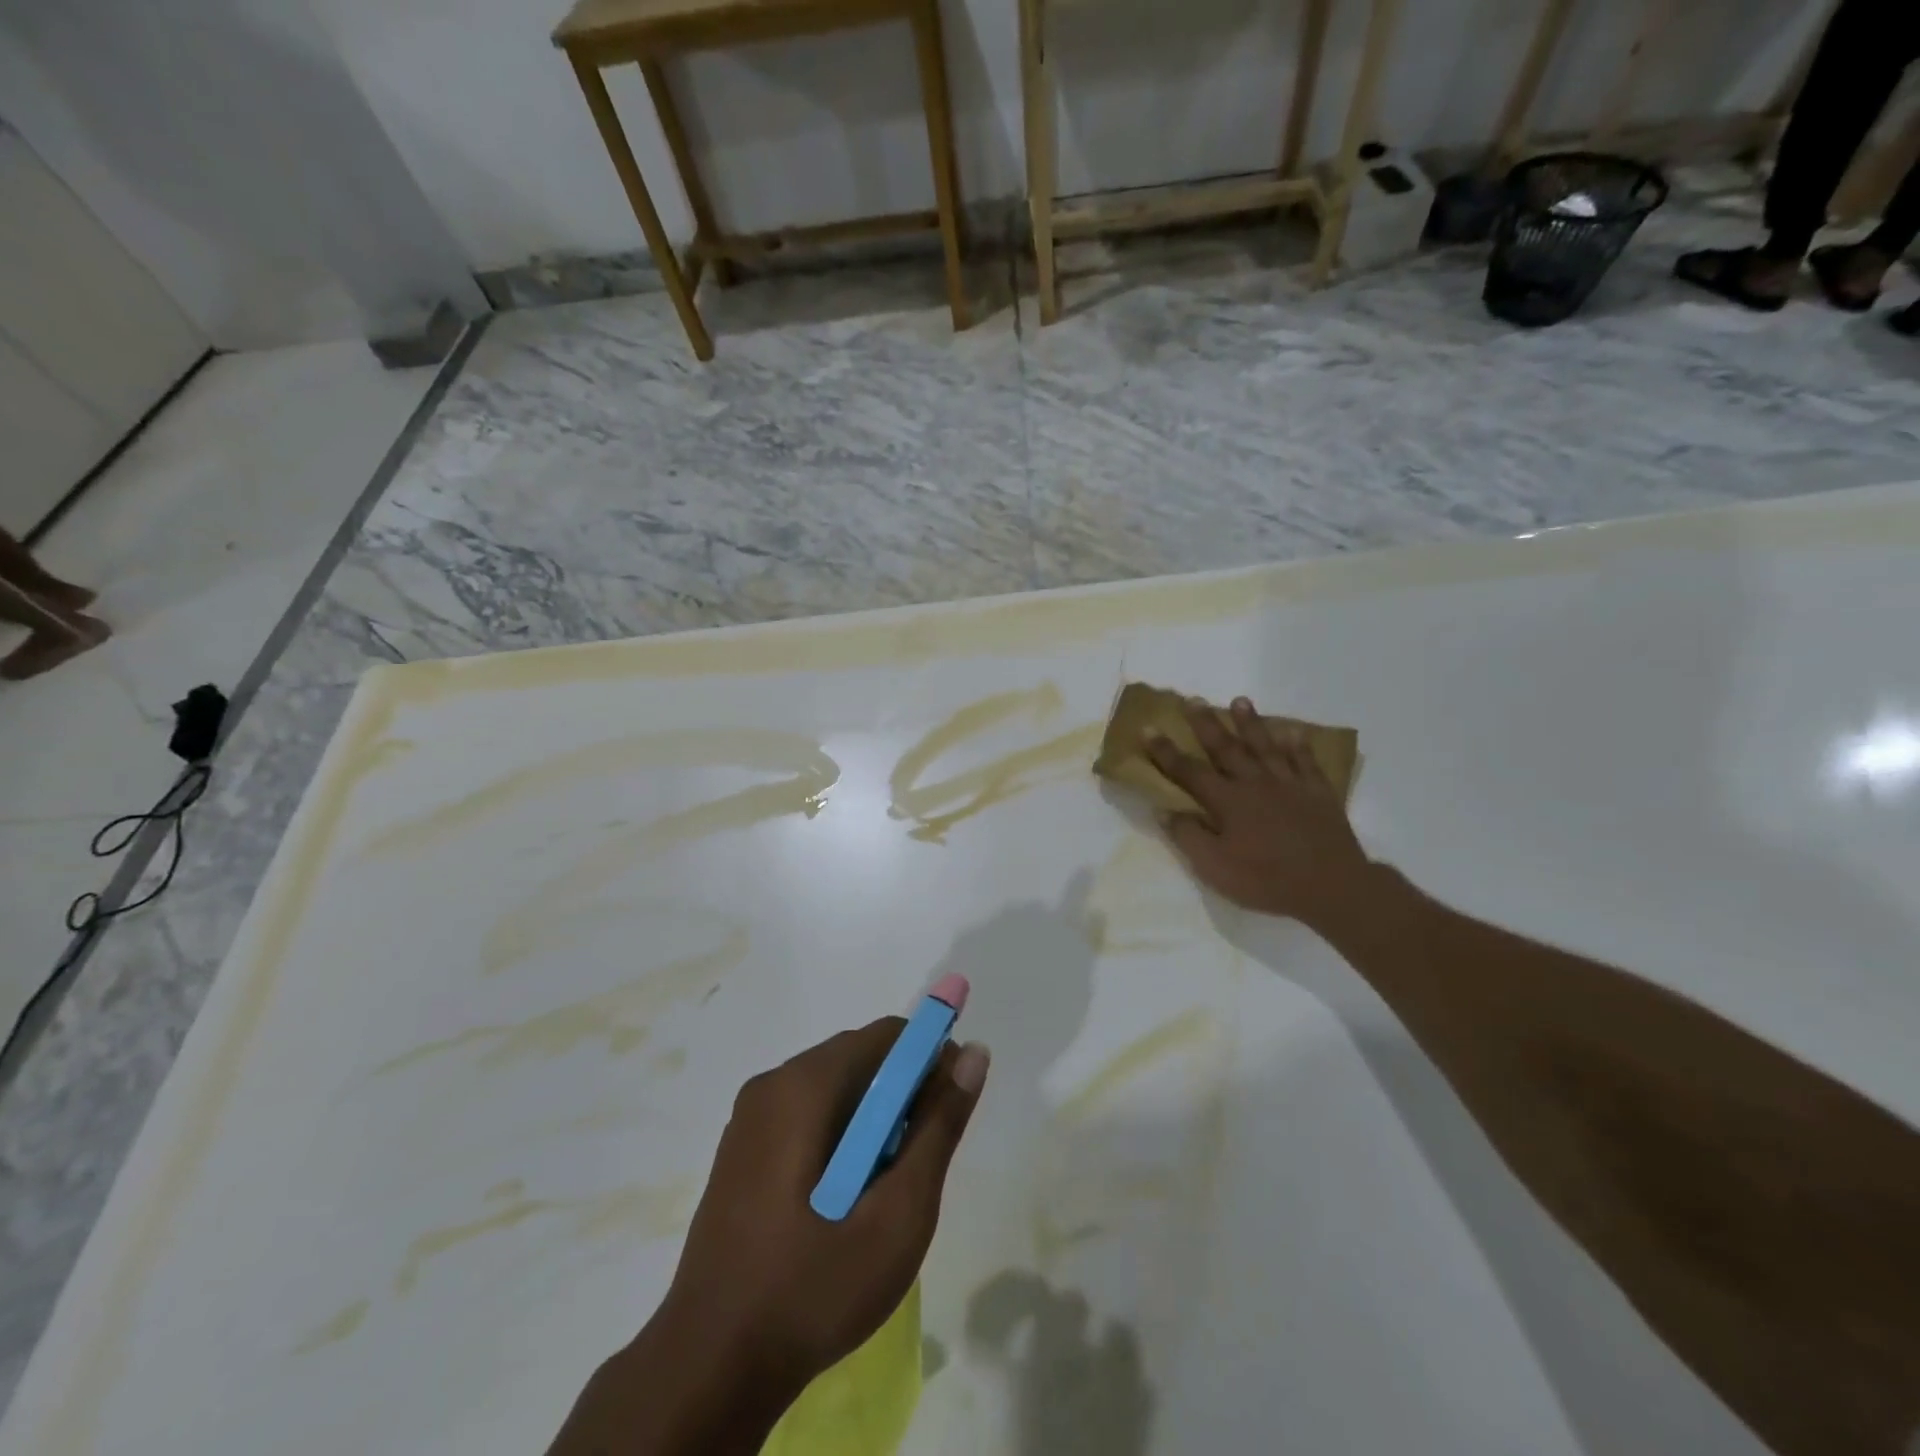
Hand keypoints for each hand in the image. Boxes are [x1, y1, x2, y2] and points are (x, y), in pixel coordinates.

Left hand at [665, 1020, 989, 1391]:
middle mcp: (772, 1083)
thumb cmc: (814, 1287)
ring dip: (871, 1118)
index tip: (950, 1109)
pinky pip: (805, 1114)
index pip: (887, 1036)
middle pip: (858, 1058)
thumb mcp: (898, 1213)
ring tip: (883, 1187)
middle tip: (919, 1161)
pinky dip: (839, 1134)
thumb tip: (973, 1053)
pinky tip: (843, 1197)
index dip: (930, 1059)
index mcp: (805, 1085)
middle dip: (901, 1094)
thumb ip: (939, 1126)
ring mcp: (749, 1117)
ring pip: (833, 1088)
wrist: (710, 1367)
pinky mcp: (740, 1149)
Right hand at [1147, 696, 1372, 927]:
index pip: (1189, 771)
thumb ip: (1187, 835)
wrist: (1331, 885)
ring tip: (1240, 701)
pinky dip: (1298, 745)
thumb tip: (1163, 809)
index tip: (1148, 729)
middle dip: (1206, 724)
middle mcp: (1255, 783)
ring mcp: (1289, 784)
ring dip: (1250, 723)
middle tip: (1193, 699)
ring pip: (1265, 746)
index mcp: (1227, 801)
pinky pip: (1305, 762)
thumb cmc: (1265, 879)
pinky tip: (1292, 732)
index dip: (1165, 751)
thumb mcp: (1214, 867)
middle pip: (1226, 748)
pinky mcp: (1318, 793)